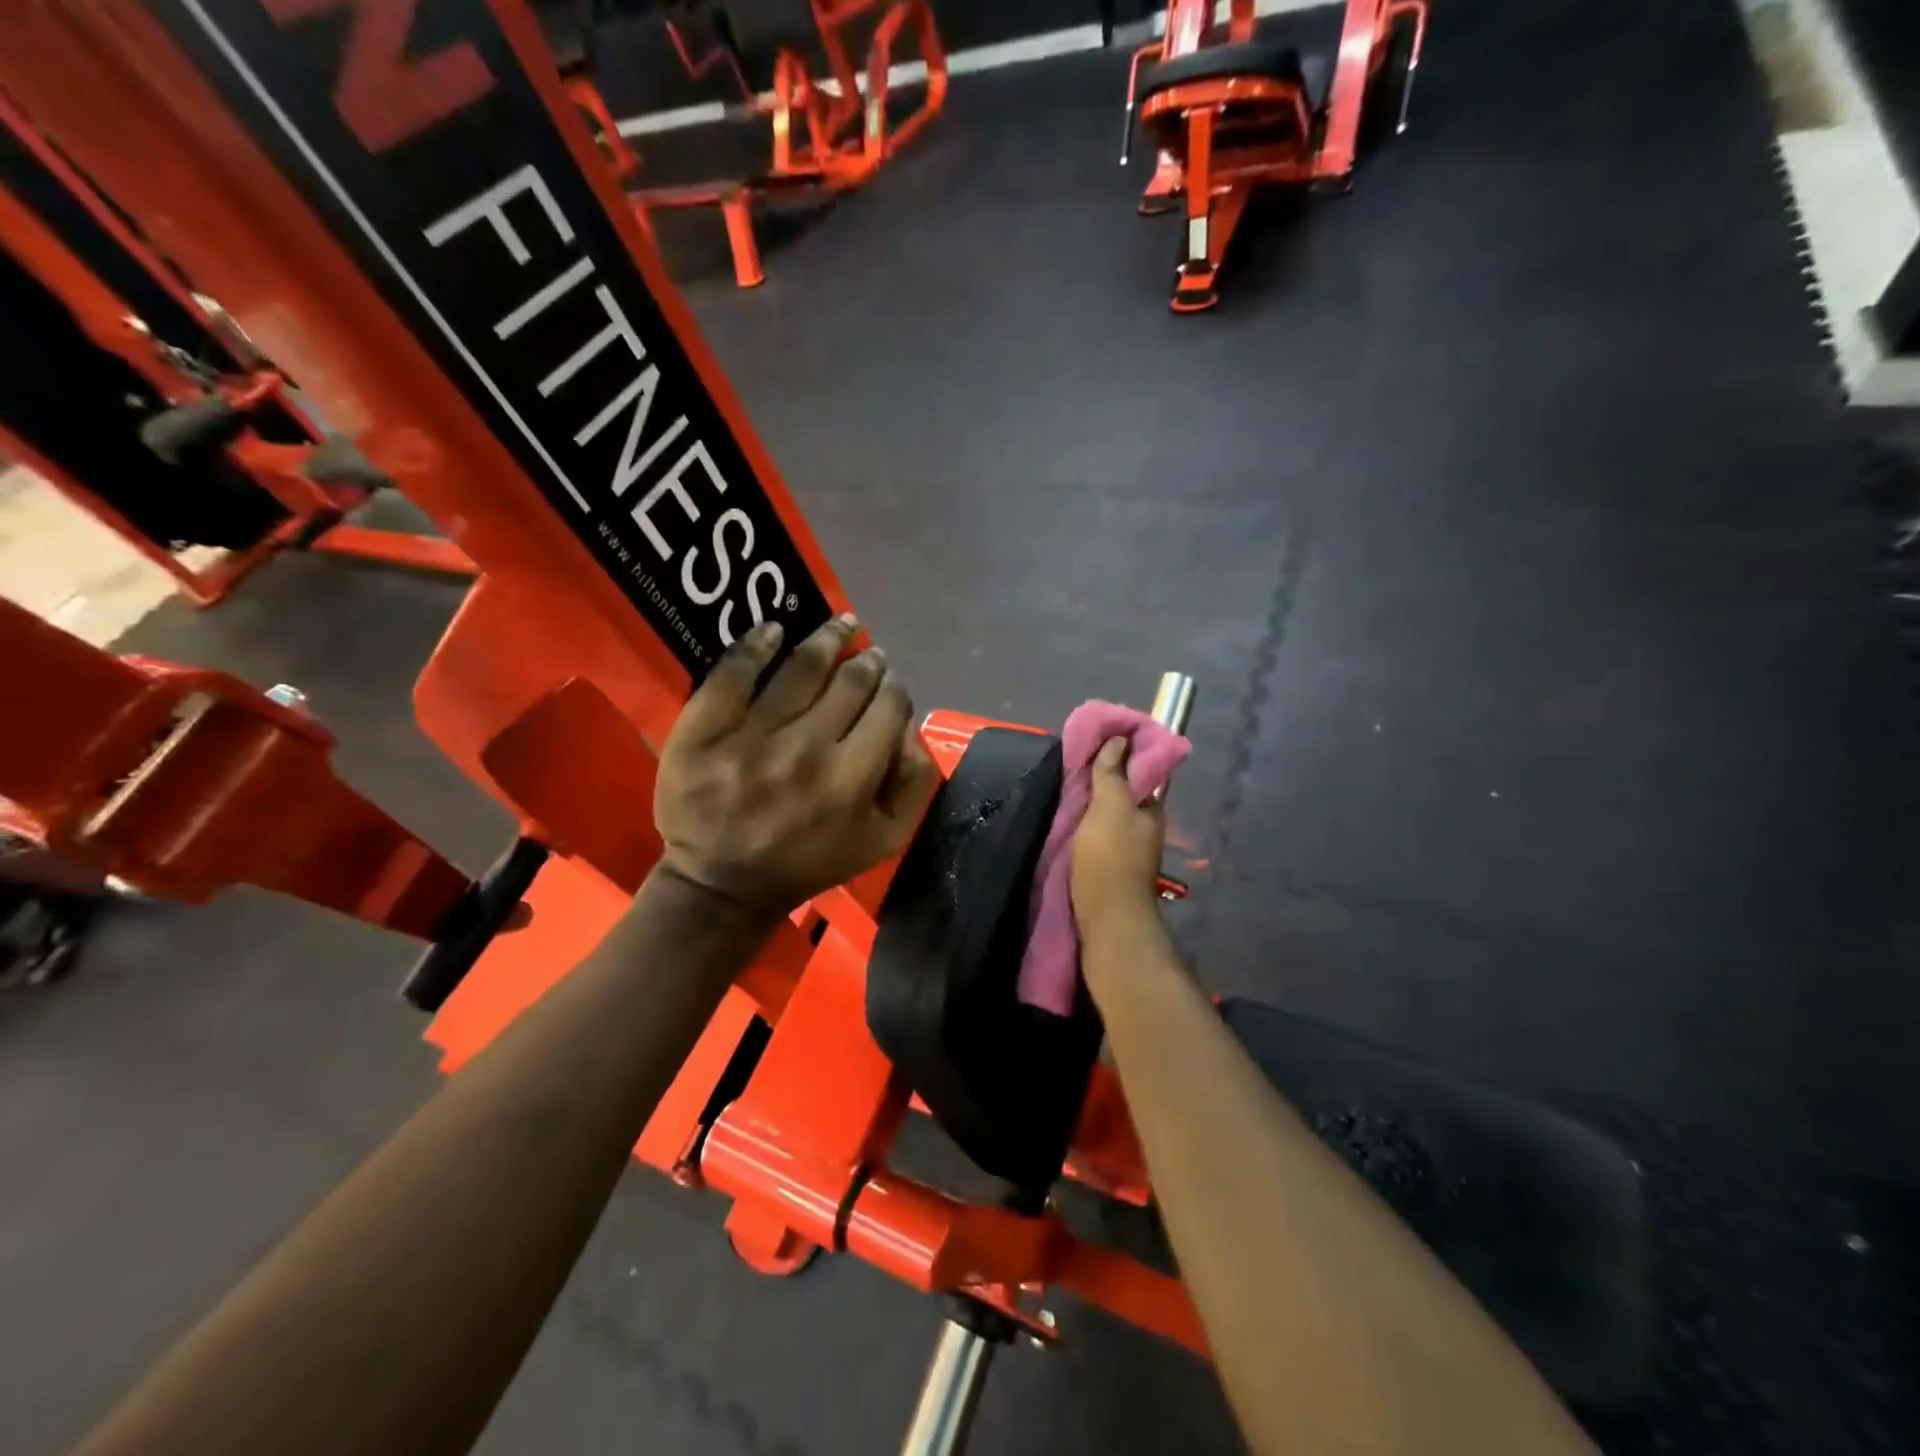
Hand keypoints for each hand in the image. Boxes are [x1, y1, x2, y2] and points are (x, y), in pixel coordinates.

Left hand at [654, 614, 940, 917]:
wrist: (723, 884)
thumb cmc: (809, 862)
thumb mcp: (883, 840)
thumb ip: (914, 783)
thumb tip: (909, 726)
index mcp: (852, 780)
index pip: (889, 708)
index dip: (895, 690)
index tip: (889, 688)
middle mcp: (806, 751)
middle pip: (850, 682)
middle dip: (868, 661)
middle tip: (869, 652)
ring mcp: (750, 738)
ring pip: (800, 669)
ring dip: (827, 638)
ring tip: (841, 623)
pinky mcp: (703, 731)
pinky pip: (733, 673)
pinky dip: (757, 644)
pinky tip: (774, 629)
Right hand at [1071, 737, 1166, 940]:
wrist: (1107, 922)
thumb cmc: (1109, 861)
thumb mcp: (1110, 810)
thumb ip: (1113, 775)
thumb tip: (1119, 739)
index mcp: (1149, 808)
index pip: (1142, 768)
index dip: (1123, 750)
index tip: (1098, 736)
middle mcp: (1143, 825)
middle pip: (1125, 789)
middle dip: (1105, 773)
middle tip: (1074, 759)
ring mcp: (1128, 847)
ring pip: (1111, 811)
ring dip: (1094, 797)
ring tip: (1066, 783)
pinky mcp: (1110, 864)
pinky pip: (1099, 830)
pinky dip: (1087, 819)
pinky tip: (1069, 817)